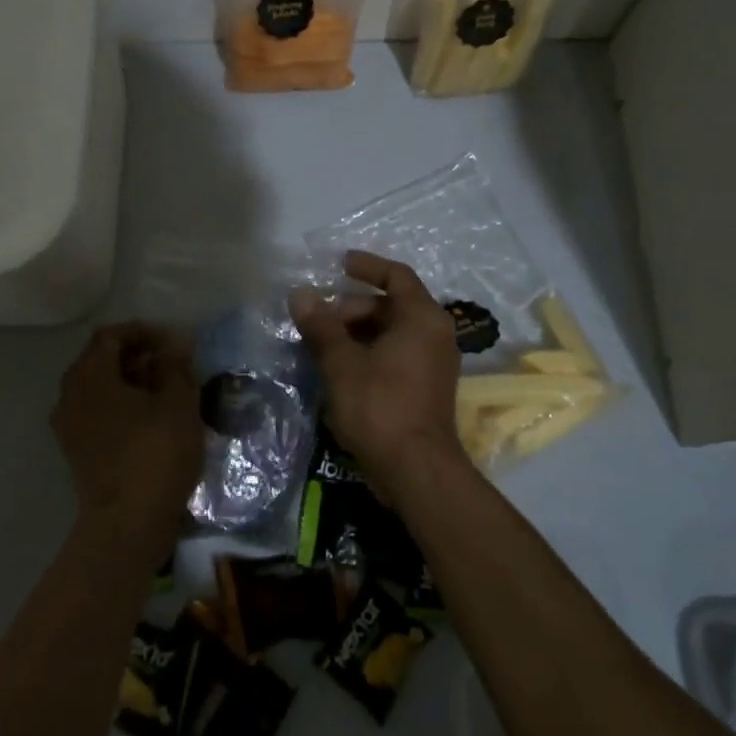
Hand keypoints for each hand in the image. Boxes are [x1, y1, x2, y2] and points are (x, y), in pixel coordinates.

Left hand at [51, 322, 204, 568]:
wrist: (128, 524)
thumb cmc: (155, 453)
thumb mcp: (177, 402)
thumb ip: (174, 366)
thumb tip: (173, 346)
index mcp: (89, 375)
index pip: (112, 335)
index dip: (144, 333)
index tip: (175, 344)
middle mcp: (70, 395)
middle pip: (102, 360)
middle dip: (138, 357)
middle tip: (173, 366)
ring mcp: (69, 426)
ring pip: (100, 388)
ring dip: (132, 383)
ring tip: (168, 393)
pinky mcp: (77, 451)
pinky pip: (99, 413)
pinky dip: (123, 407)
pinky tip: (153, 420)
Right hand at [290, 251, 467, 501]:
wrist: (416, 471)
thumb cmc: (380, 406)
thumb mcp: (342, 363)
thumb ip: (321, 325)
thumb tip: (300, 294)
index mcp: (422, 318)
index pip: (396, 276)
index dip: (367, 266)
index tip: (338, 264)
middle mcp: (435, 334)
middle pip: (391, 305)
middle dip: (351, 308)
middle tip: (318, 320)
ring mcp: (434, 363)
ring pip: (391, 332)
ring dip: (356, 333)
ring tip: (321, 344)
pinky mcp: (426, 388)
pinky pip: (396, 355)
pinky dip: (369, 352)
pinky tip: (339, 368)